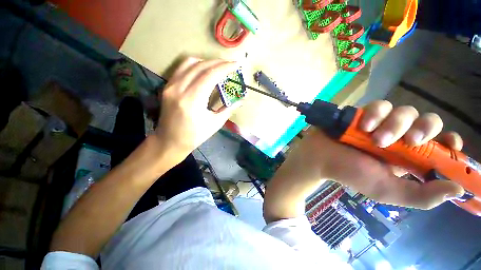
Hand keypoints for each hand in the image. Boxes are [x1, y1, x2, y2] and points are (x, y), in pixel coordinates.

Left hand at [156, 58, 240, 156]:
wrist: (170, 141)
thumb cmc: (194, 136)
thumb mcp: (215, 124)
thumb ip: (228, 109)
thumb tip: (241, 100)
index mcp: (192, 101)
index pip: (210, 75)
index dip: (224, 68)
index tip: (236, 64)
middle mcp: (179, 89)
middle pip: (201, 66)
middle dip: (218, 63)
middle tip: (230, 65)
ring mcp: (170, 86)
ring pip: (189, 63)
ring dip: (206, 62)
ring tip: (218, 67)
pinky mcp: (167, 86)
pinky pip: (182, 68)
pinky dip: (195, 65)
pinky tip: (203, 70)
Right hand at [288, 100, 464, 209]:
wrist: (319, 158)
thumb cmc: (349, 173)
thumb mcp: (387, 191)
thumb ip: (421, 196)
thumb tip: (458, 190)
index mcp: (407, 157)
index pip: (439, 145)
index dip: (449, 142)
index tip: (450, 145)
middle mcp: (398, 137)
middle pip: (427, 121)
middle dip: (423, 129)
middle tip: (410, 142)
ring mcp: (380, 123)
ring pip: (404, 110)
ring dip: (395, 124)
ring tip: (376, 139)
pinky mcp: (363, 113)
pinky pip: (380, 105)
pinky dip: (376, 114)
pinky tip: (365, 126)